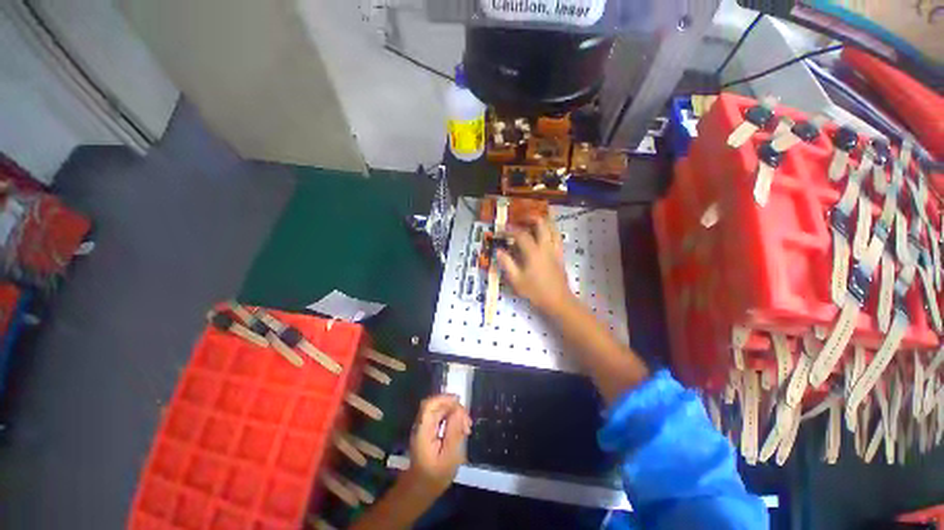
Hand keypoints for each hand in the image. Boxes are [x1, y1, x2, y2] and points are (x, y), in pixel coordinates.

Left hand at [405, 394, 471, 495]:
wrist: (421, 490)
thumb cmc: (435, 476)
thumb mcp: (449, 457)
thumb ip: (454, 432)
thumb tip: (459, 410)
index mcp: (423, 429)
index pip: (430, 405)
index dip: (444, 398)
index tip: (460, 402)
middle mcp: (422, 425)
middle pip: (436, 405)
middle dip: (454, 408)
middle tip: (467, 422)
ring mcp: (425, 427)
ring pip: (440, 410)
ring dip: (454, 414)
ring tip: (466, 428)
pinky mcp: (429, 431)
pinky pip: (441, 418)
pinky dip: (452, 419)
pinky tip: (461, 430)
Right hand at [497, 217, 574, 313]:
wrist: (558, 301)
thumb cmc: (535, 291)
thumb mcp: (516, 280)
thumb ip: (507, 263)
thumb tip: (499, 251)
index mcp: (533, 252)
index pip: (520, 234)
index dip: (509, 230)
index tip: (500, 231)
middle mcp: (546, 246)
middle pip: (541, 223)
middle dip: (529, 218)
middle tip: (519, 219)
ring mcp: (555, 249)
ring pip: (553, 227)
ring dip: (543, 221)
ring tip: (533, 222)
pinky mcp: (560, 254)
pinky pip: (557, 236)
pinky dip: (550, 230)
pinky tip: (545, 234)